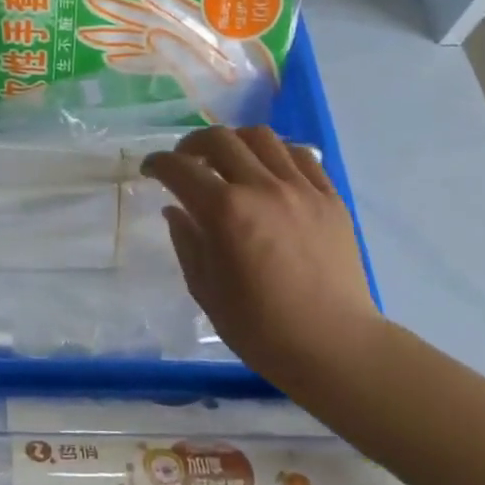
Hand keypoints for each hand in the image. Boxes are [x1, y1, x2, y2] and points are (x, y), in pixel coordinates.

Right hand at [143, 127, 386, 397]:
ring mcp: (301, 189)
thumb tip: (175, 210)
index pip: (179, 168)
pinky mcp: (330, 198)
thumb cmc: (261, 328)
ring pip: (261, 137)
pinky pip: (300, 156)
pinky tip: (268, 172)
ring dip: (235, 142)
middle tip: (185, 162)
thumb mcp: (206, 289)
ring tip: (228, 161)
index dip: (158, 164)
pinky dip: (276, 154)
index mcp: (224, 212)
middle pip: (219, 139)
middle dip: (192, 144)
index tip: (150, 171)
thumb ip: (187, 242)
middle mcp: (261, 188)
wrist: (334, 347)